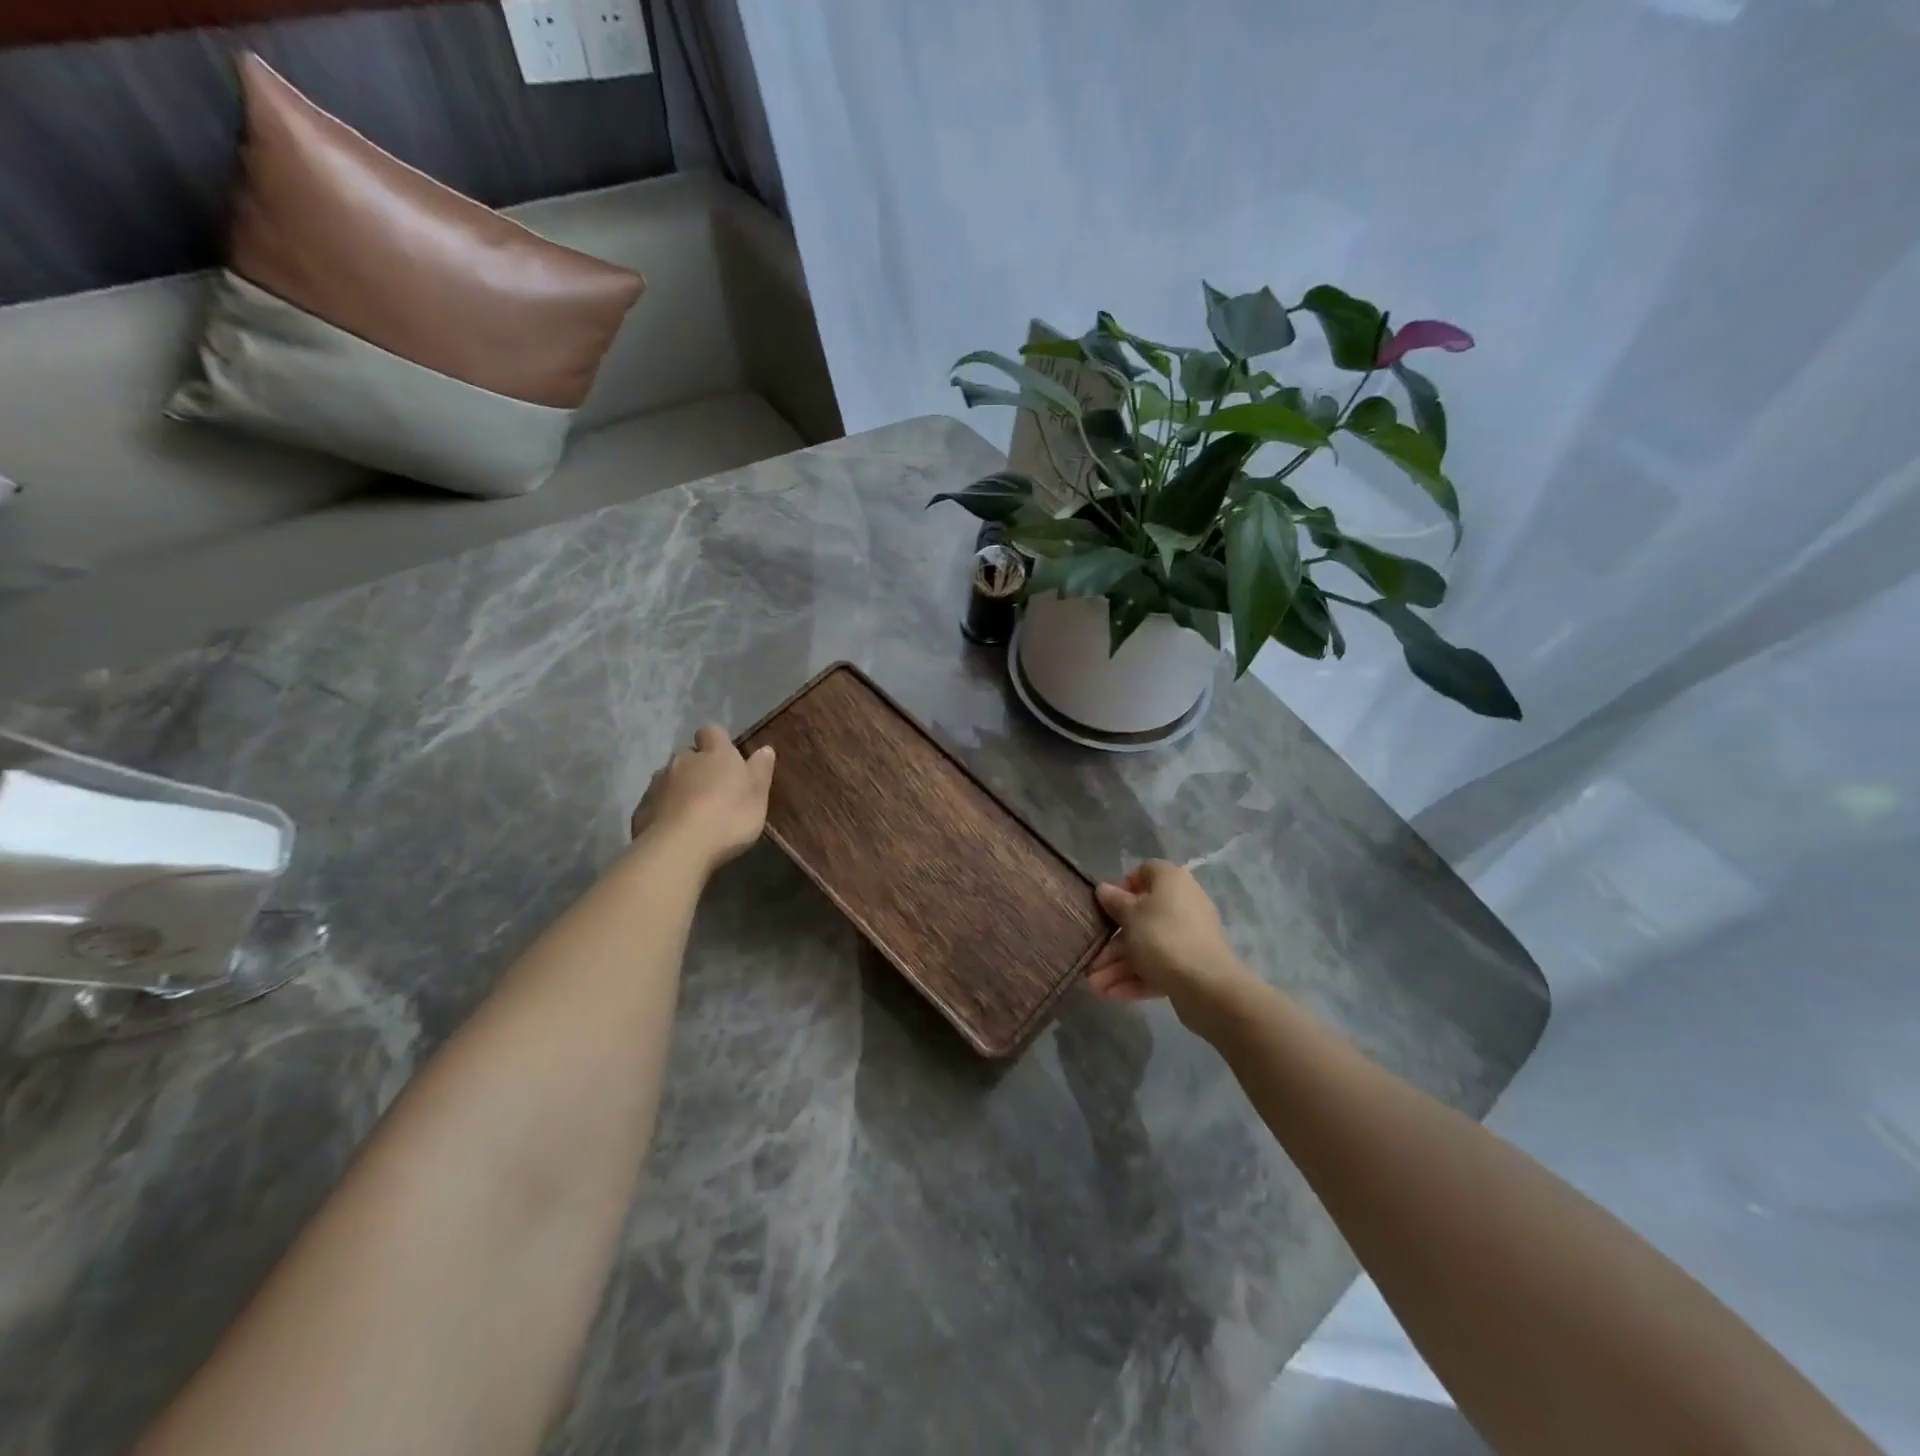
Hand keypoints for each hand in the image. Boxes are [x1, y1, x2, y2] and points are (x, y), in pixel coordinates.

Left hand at [631, 725, 775, 871]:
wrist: (680, 847)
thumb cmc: (729, 817)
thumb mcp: (758, 795)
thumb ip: (760, 770)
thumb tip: (765, 749)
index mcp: (715, 753)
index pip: (712, 732)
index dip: (717, 742)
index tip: (725, 758)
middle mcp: (683, 760)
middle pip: (688, 755)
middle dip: (696, 767)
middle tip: (710, 790)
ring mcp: (658, 783)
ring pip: (669, 778)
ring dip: (679, 788)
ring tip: (691, 812)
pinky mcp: (642, 807)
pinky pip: (655, 802)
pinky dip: (663, 810)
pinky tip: (673, 829)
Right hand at [1085, 860, 1255, 1032]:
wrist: (1207, 986)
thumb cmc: (1162, 938)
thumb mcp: (1130, 916)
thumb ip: (1114, 902)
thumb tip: (1104, 889)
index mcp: (1171, 881)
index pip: (1144, 872)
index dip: (1122, 887)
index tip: (1106, 907)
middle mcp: (1183, 903)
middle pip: (1140, 917)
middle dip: (1112, 941)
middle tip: (1091, 960)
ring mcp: (1188, 936)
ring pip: (1147, 945)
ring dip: (1118, 965)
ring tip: (1094, 985)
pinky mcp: (1191, 965)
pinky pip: (1159, 965)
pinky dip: (1136, 977)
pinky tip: (1111, 994)